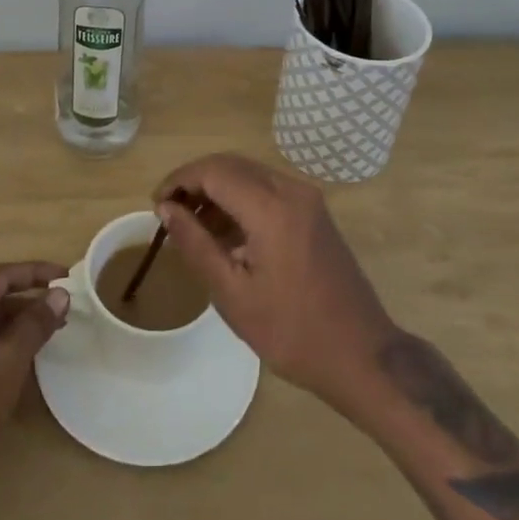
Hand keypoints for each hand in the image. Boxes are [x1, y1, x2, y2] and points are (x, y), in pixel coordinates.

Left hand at [0, 261, 68, 499]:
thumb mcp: (7, 365)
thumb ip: (34, 326)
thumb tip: (60, 294)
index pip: (1, 276)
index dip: (35, 272)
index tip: (66, 276)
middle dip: (28, 299)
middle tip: (62, 308)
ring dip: (16, 321)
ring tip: (49, 332)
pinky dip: (0, 340)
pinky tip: (20, 357)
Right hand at [153, 153, 393, 407]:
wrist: (362, 355)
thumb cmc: (292, 331)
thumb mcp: (233, 294)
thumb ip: (196, 244)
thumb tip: (166, 210)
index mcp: (271, 207)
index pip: (213, 171)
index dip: (179, 181)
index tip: (155, 205)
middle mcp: (291, 190)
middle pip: (231, 165)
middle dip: (195, 181)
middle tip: (169, 213)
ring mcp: (307, 199)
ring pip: (249, 174)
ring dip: (217, 190)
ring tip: (191, 227)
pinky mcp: (314, 212)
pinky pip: (268, 189)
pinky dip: (240, 199)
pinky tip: (225, 233)